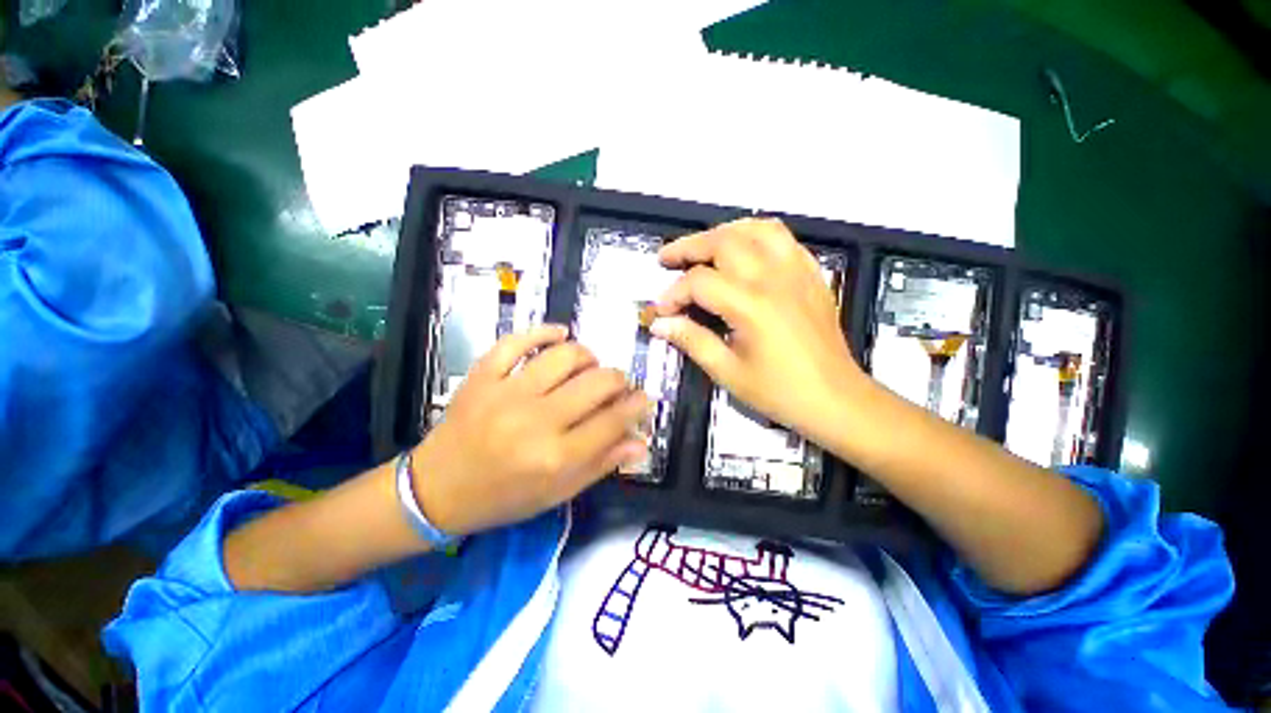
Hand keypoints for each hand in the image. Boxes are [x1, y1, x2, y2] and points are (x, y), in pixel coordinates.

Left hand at [412, 325, 648, 536]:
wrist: (436, 490)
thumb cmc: (502, 498)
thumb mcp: (557, 494)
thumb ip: (601, 464)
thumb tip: (640, 441)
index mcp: (556, 457)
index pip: (613, 420)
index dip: (637, 405)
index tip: (645, 398)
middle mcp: (536, 421)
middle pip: (597, 383)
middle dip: (619, 380)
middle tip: (617, 386)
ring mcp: (506, 393)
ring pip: (565, 355)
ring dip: (588, 356)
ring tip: (589, 366)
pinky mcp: (482, 376)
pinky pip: (516, 340)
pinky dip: (542, 332)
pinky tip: (558, 334)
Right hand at [652, 218, 865, 442]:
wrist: (836, 398)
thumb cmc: (779, 392)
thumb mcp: (727, 372)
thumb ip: (691, 340)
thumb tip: (659, 324)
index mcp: (751, 306)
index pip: (699, 282)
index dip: (672, 294)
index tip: (660, 312)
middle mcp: (774, 278)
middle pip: (723, 241)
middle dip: (689, 247)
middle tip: (667, 259)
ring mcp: (797, 271)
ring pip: (755, 229)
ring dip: (722, 233)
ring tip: (703, 248)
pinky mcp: (811, 274)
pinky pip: (782, 238)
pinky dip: (755, 235)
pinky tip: (743, 250)